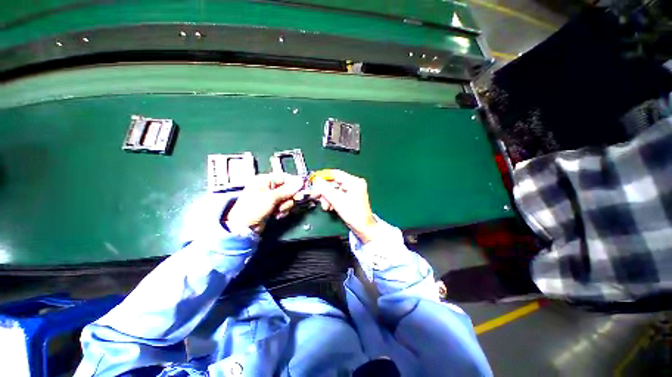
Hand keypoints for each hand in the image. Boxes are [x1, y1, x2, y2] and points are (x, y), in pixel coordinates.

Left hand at [225, 173, 303, 233]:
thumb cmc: (254, 208)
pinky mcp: (272, 206)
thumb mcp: (271, 197)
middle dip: (289, 197)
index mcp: (264, 180)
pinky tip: (277, 214)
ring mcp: (270, 197)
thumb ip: (287, 189)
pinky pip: (284, 205)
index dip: (294, 183)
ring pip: (287, 198)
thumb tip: (300, 181)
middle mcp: (268, 187)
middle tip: (290, 203)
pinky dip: (283, 210)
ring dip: (286, 205)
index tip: (302, 189)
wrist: (244, 228)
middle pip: (288, 188)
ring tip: (279, 211)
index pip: (284, 177)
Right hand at [311, 170, 377, 242]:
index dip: (323, 177)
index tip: (314, 183)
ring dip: (327, 197)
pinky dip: (332, 200)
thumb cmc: (353, 214)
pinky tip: (330, 207)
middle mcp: (354, 183)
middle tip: (317, 197)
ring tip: (326, 206)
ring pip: (334, 189)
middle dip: (325, 191)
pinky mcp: (351, 196)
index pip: (335, 173)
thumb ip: (326, 190)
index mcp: (354, 181)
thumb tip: (317, 181)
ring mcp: (353, 189)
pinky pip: (338, 194)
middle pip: (334, 182)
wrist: (364, 228)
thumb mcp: (338, 201)